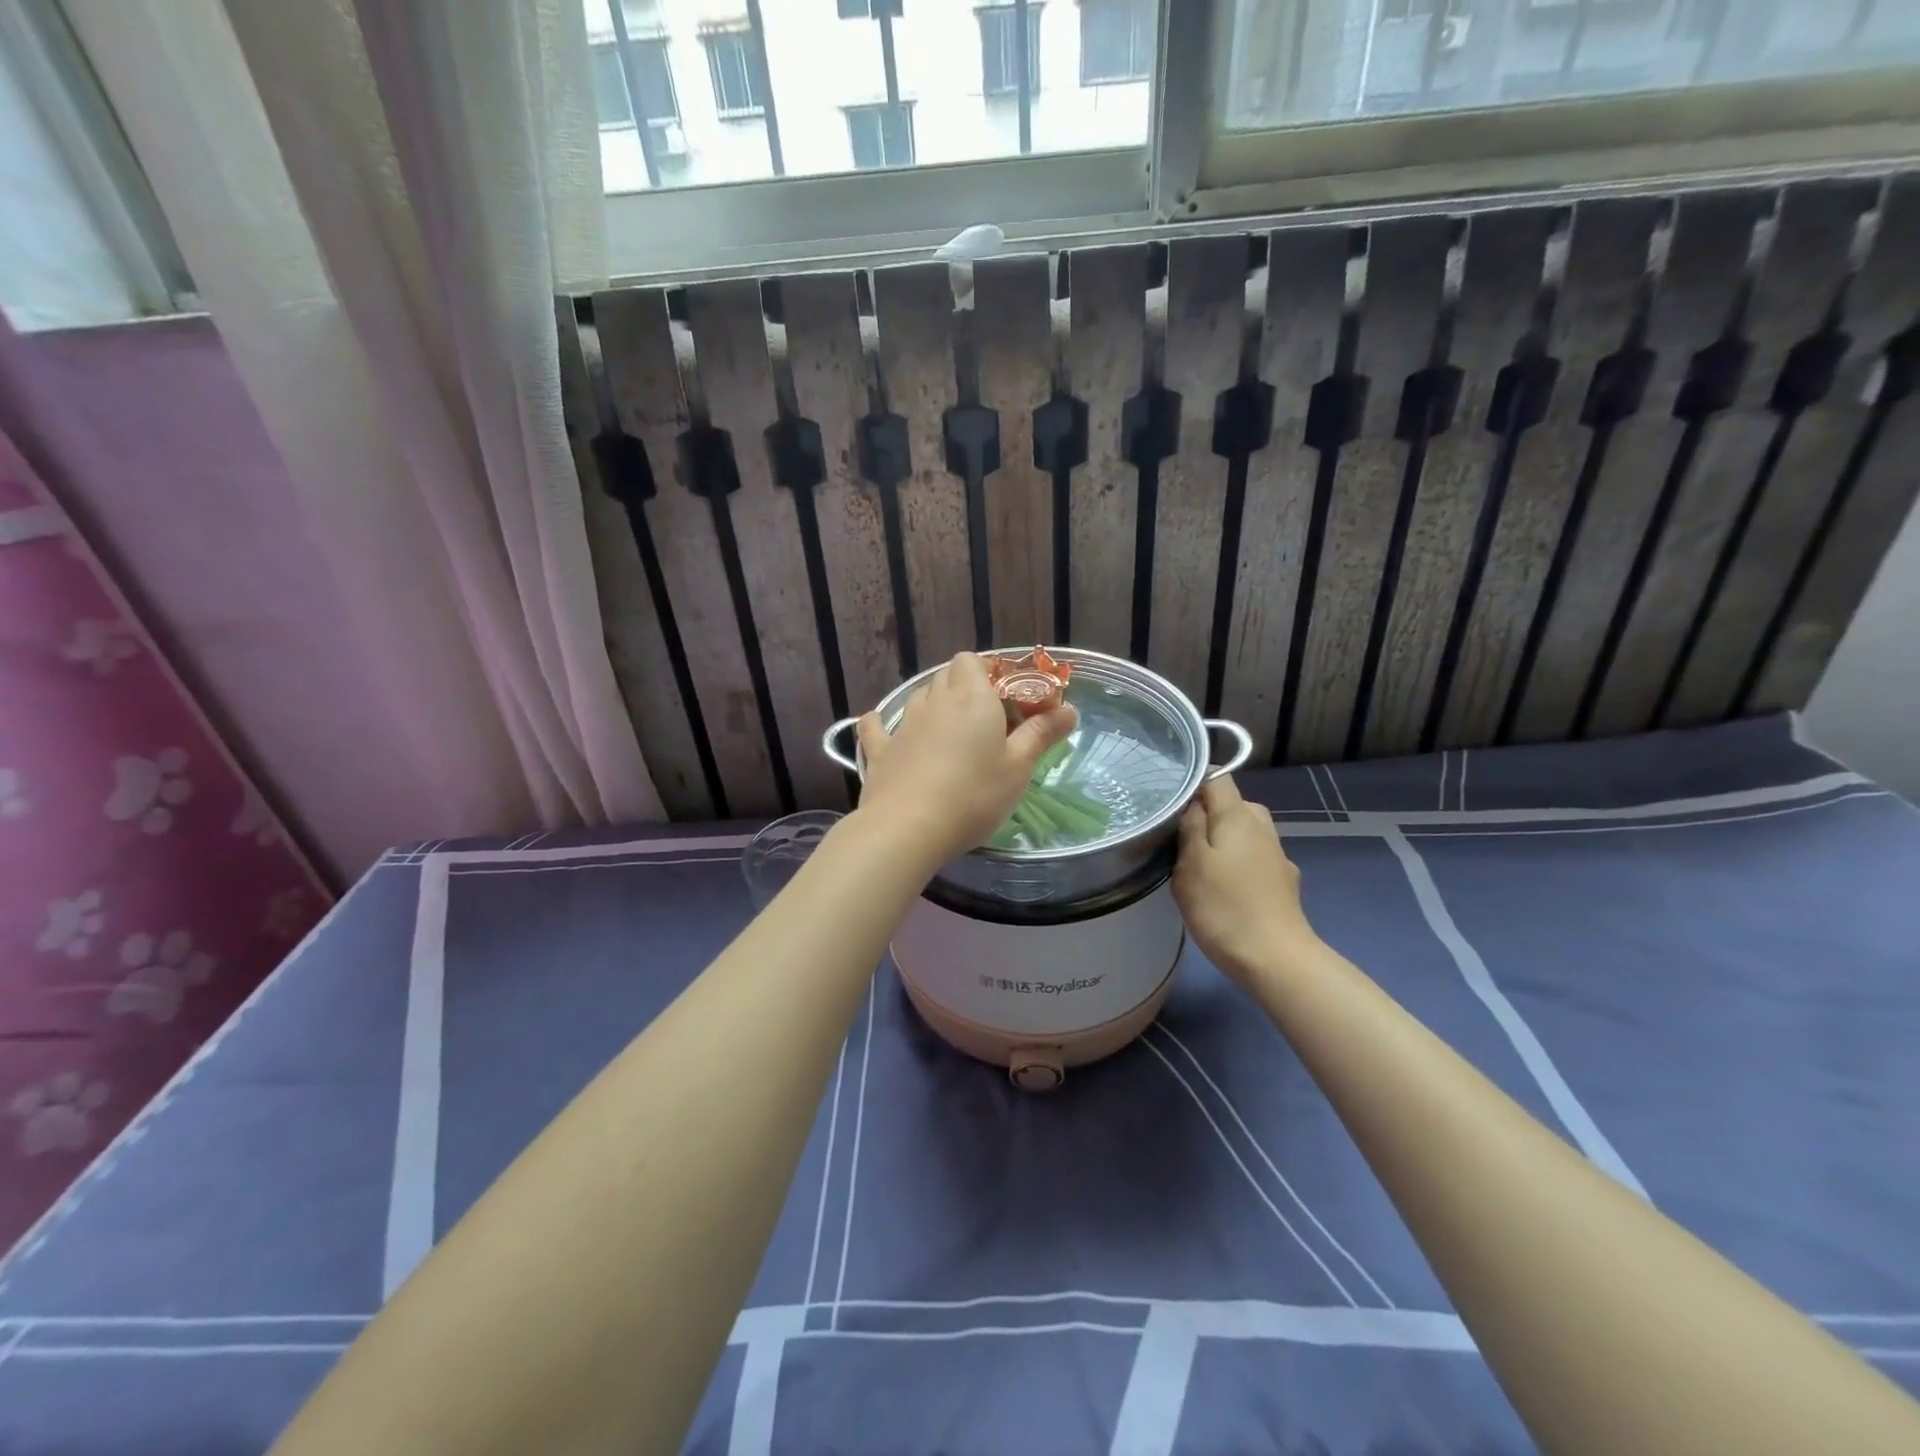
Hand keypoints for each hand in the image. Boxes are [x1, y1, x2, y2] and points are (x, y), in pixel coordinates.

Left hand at [855, 652, 1076, 864]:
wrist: (908, 827)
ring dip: (935, 704)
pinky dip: (884, 725)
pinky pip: (878, 727)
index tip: (1008, 699)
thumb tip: (1070, 709)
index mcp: (972, 698)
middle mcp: (935, 701)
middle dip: (966, 687)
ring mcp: (903, 724)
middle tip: (987, 720)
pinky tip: (890, 733)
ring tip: (951, 732)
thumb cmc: (974, 795)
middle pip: (947, 674)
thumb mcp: (1019, 768)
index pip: (973, 660)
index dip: (989, 672)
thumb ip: (1042, 734)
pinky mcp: (880, 750)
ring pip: (920, 697)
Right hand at [1172, 776, 1317, 985]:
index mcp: (1239, 816)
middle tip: (1178, 838)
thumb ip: (1190, 825)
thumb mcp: (1191, 863)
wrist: (1275, 959)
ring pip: (1242, 833)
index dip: (1193, 783)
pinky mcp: (1282, 882)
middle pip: (1231, 805)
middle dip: (1206, 814)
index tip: (1170, 802)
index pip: (1218, 777)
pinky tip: (1224, 888)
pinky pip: (1252, 859)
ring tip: (1197, 865)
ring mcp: (1277, 855)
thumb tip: (1193, 801)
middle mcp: (1263, 827)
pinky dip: (1236, 864)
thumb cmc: (1224, 907)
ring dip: (1221, 841)